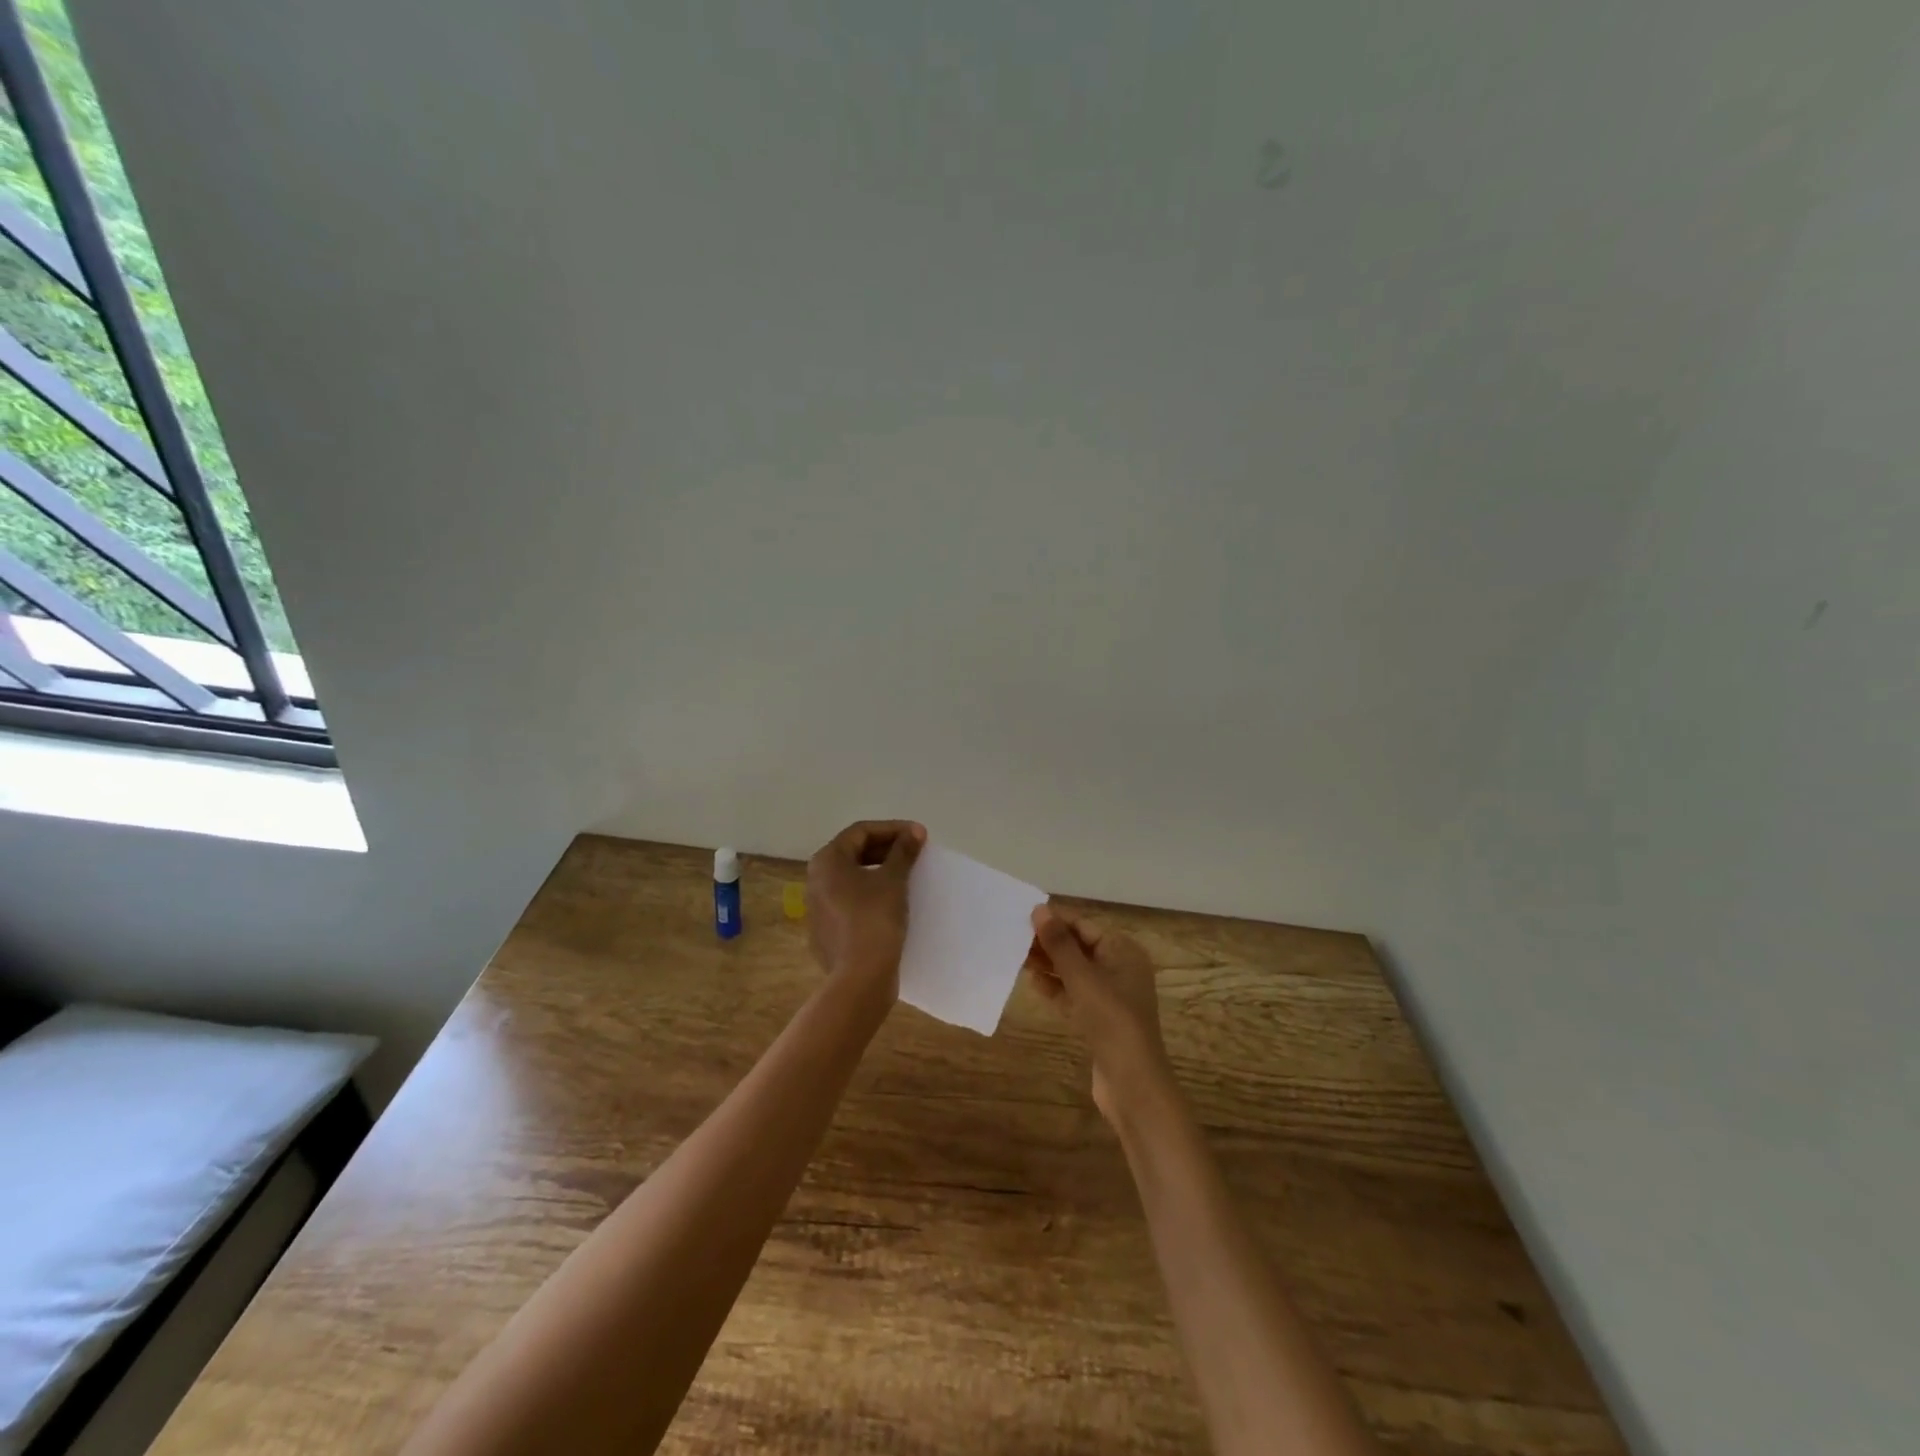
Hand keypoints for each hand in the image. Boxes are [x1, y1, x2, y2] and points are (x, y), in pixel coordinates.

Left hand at [805, 820, 925, 997]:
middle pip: (854, 852)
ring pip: (852, 878)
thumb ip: (903, 851)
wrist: (860, 978)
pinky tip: (893, 901)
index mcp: (827, 861)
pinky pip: (851, 901)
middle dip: (886, 848)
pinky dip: (872, 893)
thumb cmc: (874, 919)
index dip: (892, 828)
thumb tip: (914, 832)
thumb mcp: (893, 880)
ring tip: (907, 873)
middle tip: (914, 851)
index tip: (919, 835)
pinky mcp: (827, 930)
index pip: (861, 832)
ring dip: (880, 870)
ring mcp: (818, 907)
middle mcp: (816, 880)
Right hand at [1026, 906, 1171, 1125]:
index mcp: (1123, 951)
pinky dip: (1055, 988)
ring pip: (1074, 972)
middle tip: (1014, 937)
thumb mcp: (1082, 978)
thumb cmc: (1111, 1020)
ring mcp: (1111, 996)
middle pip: (1079, 947)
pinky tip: (1032, 983)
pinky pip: (1074, 994)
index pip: (1084, 926)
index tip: (1022, 915)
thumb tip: (1039, 909)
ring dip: (1049, 965)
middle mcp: (1120, 968)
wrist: (1132, 1083)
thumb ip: (1059, 944)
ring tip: (1017, 957)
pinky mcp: (1100, 1019)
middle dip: (1049, 942)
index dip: (1055, 920)